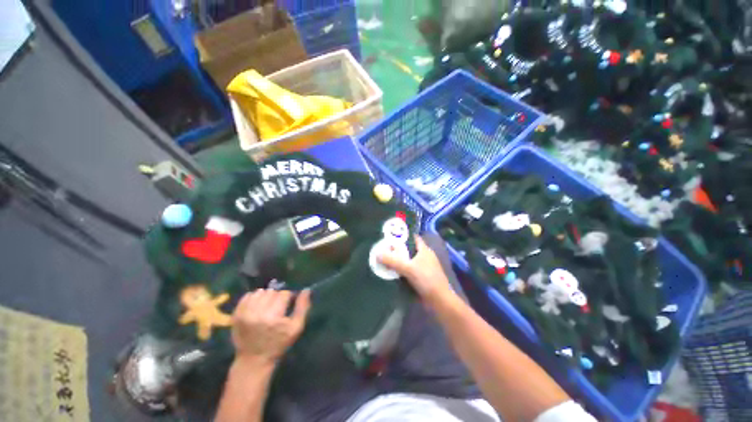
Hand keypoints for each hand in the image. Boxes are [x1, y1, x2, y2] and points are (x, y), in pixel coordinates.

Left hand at [231, 289, 310, 364]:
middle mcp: (257, 312)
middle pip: (272, 292)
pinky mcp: (236, 315)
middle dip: (277, 298)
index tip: (287, 307)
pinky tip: (257, 306)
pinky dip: (254, 298)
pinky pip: (247, 296)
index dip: (288, 298)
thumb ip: (303, 307)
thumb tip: (307, 290)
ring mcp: (244, 313)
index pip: (284, 294)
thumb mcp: (296, 328)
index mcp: (273, 316)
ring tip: (267, 307)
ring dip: (266, 297)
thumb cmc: (278, 344)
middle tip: (277, 309)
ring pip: (260, 292)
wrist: (253, 360)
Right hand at [379, 236, 452, 302]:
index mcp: (424, 250)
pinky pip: (409, 272)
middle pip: (409, 250)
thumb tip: (377, 254)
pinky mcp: (422, 278)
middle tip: (383, 249)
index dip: (403, 236)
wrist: (439, 301)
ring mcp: (424, 268)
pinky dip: (401, 272)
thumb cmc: (427, 279)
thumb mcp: (408, 268)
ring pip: (408, 262)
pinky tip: (391, 273)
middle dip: (397, 250)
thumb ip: (392, 261)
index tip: (390, 236)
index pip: (413, 238)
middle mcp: (425, 257)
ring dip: (398, 262)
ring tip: (384, 260)